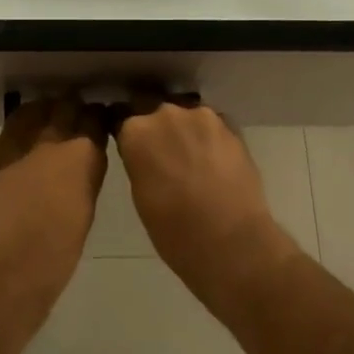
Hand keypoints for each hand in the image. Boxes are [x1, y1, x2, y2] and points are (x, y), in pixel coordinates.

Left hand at [0, 95, 108, 340]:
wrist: (3, 273)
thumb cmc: (54, 257)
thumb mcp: (84, 214)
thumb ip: (86, 180)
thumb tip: (83, 166)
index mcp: (83, 159)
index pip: (95, 121)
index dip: (99, 118)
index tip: (102, 119)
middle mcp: (53, 144)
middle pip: (66, 108)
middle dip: (74, 107)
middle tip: (79, 112)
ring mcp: (22, 148)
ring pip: (37, 111)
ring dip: (48, 110)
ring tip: (54, 114)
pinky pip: (15, 127)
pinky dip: (25, 122)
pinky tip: (29, 130)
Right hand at [114, 93, 300, 308]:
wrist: (231, 242)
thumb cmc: (174, 231)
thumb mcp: (141, 195)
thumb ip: (139, 162)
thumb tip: (145, 154)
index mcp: (136, 131)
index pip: (121, 117)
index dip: (127, 133)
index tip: (132, 147)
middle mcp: (166, 113)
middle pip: (155, 111)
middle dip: (158, 129)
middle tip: (165, 157)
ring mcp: (202, 116)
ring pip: (187, 116)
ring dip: (186, 131)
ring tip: (193, 159)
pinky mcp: (231, 126)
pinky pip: (213, 125)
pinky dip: (210, 138)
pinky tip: (215, 162)